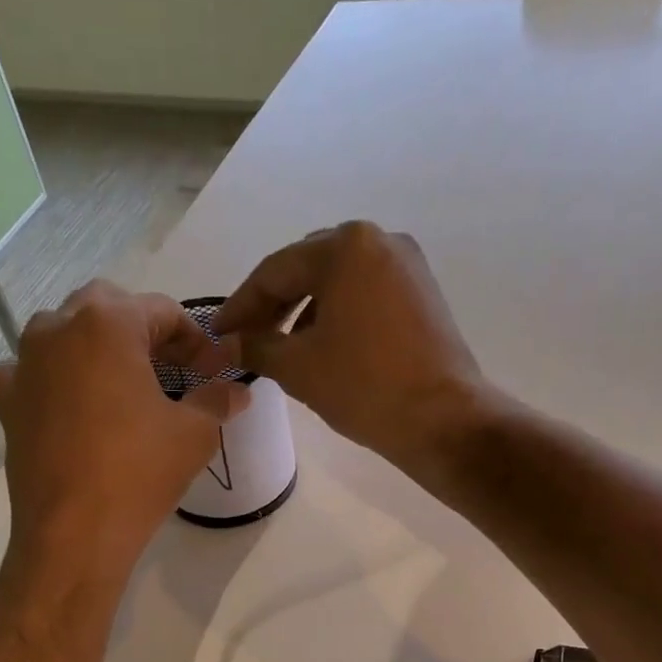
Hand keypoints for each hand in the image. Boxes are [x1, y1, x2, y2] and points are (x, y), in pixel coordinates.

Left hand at [0, 282, 240, 570]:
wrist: (74, 534)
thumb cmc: (139, 474)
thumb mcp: (195, 435)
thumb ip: (217, 399)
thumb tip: (238, 390)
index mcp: (108, 323)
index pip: (163, 311)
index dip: (196, 340)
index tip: (215, 370)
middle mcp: (58, 327)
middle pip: (109, 309)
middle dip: (144, 333)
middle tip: (171, 372)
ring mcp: (24, 362)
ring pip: (65, 335)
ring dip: (96, 349)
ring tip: (122, 388)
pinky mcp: (7, 400)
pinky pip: (29, 372)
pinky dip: (52, 379)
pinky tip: (68, 405)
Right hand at [213, 221, 484, 468]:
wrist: (442, 420)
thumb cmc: (364, 387)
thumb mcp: (299, 368)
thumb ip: (258, 347)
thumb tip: (231, 345)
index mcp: (345, 246)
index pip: (275, 271)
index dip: (241, 305)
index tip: (219, 334)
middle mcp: (380, 241)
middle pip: (309, 269)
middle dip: (274, 305)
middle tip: (247, 340)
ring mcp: (408, 267)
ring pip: (339, 284)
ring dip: (305, 313)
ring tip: (282, 351)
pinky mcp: (424, 295)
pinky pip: (366, 297)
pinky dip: (338, 318)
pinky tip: (324, 349)